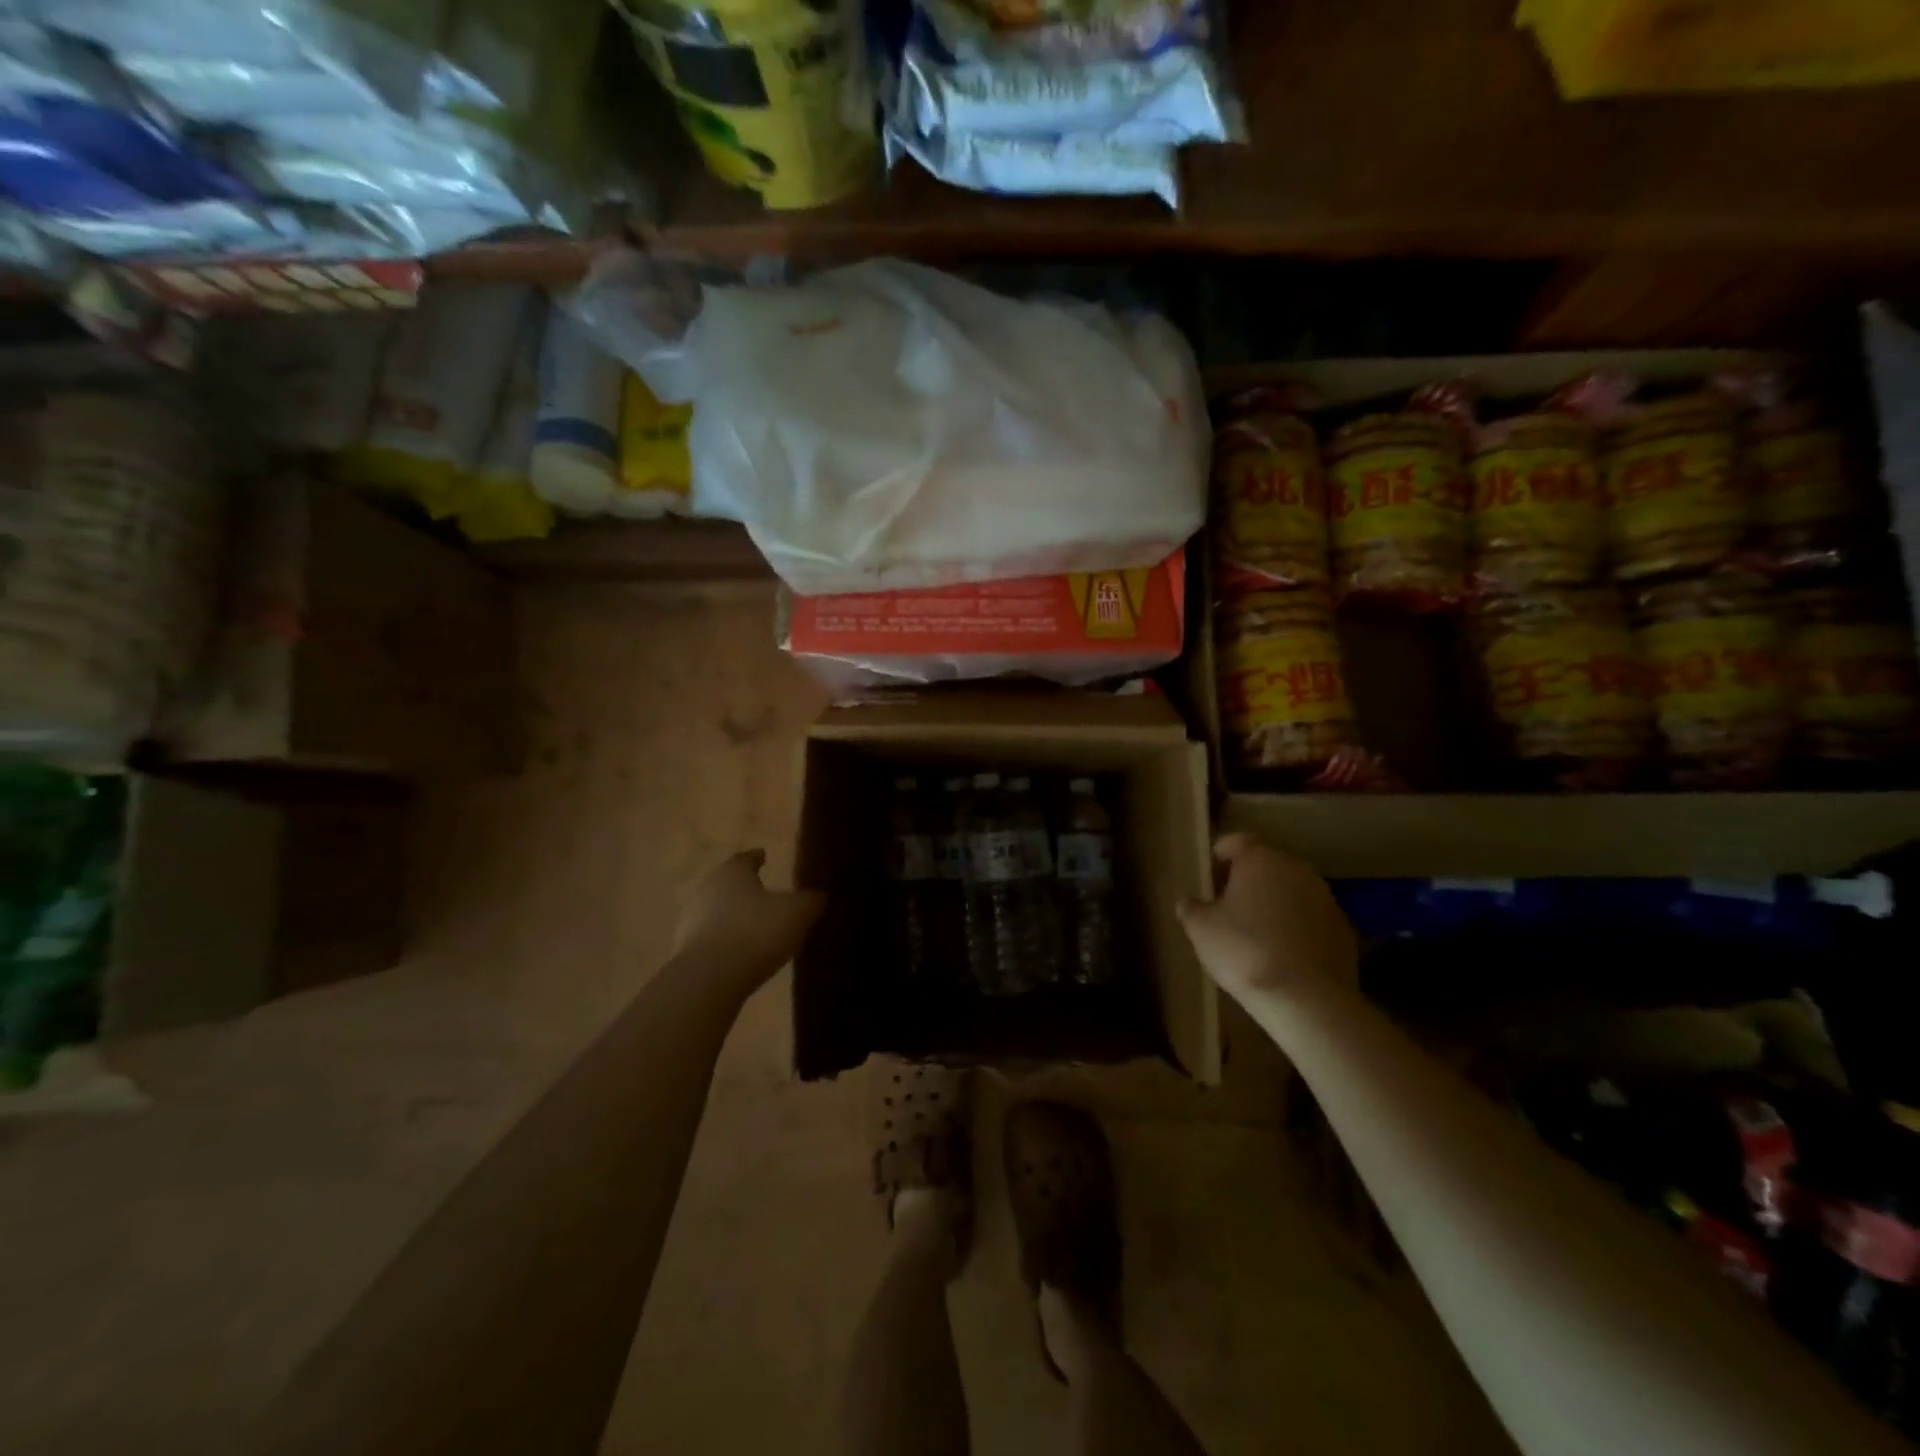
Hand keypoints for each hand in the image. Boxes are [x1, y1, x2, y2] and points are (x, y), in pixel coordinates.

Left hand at [671, 850, 824, 999]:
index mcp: (732, 872)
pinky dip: (726, 941)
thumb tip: (817, 895)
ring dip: (734, 917)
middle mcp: (707, 890)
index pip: (745, 858)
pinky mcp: (685, 952)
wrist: (708, 979)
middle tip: (764, 894)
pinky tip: (741, 953)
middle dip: (745, 888)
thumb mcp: (797, 913)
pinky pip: (711, 939)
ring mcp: (691, 921)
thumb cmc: (756, 933)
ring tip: (756, 927)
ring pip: (717, 912)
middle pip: (727, 884)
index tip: (763, 856)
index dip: (756, 858)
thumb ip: (809, 900)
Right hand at [1176, 834, 1356, 1000]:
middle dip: (1247, 881)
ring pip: (1291, 890)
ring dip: (1274, 903)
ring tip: (1256, 933)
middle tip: (1228, 908)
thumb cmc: (1244, 951)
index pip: (1235, 842)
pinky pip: (1311, 917)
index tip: (1208, 882)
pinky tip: (1284, 954)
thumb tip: (1189, 901)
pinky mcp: (1344, 927)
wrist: (1306, 998)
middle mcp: (1296, 868)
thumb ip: (1191, 908)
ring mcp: (1325, 897)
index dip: (1218, 859)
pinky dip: (1297, 927)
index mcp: (1259, 859)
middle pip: (1265, 864)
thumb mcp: (1200, 929)